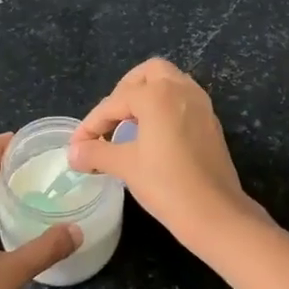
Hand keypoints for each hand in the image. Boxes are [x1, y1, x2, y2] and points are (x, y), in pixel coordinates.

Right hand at [66, 59, 255, 248]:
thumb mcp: (125, 166)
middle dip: (124, 91)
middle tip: (110, 119)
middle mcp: (181, 90)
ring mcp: (200, 105)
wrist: (216, 214)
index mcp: (158, 95)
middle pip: (148, 74)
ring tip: (129, 125)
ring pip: (169, 83)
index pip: (114, 102)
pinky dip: (164, 107)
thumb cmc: (166, 184)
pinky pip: (182, 100)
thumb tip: (73, 152)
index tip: (77, 145)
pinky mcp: (210, 122)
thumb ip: (96, 152)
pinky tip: (153, 135)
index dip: (91, 124)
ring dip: (146, 96)